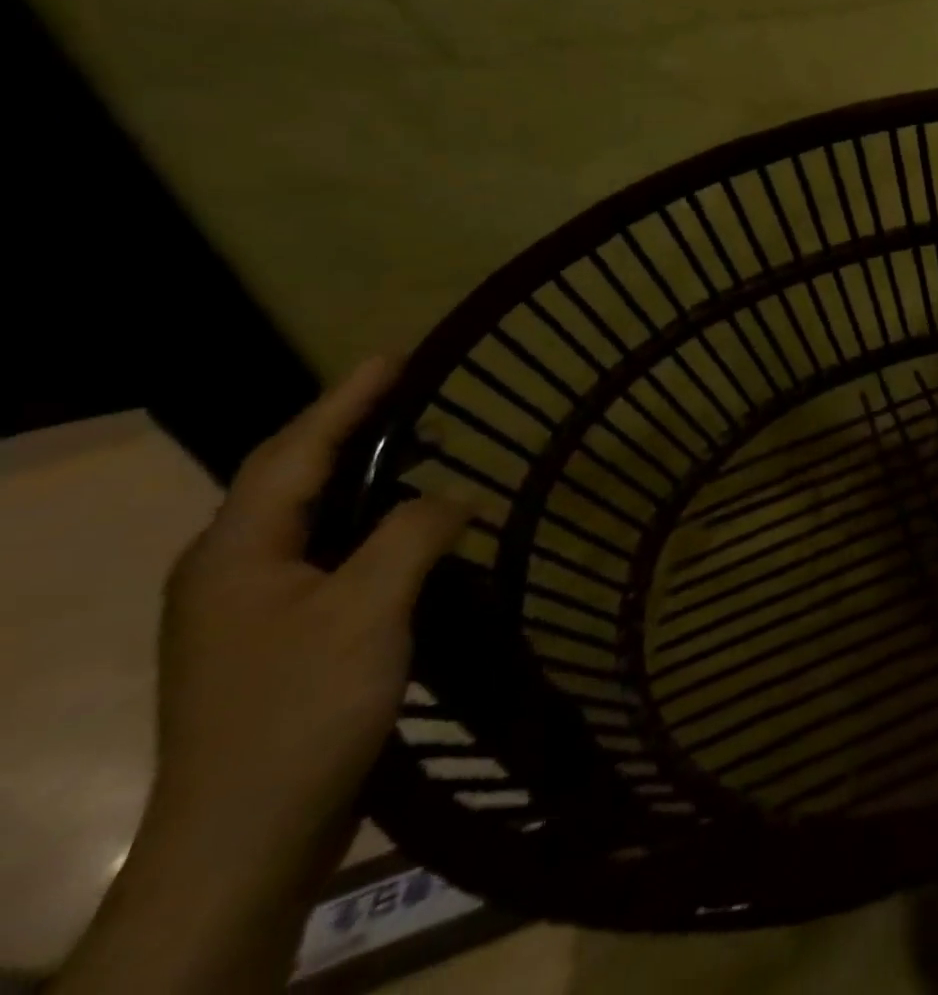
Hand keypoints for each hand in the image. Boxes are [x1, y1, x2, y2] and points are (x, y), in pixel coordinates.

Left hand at [151, 357, 466, 883]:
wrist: (245, 840)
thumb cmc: (303, 709)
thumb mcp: (369, 610)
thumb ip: (413, 535)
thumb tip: (450, 497)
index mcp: (237, 552)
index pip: (296, 451)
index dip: (347, 398)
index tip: (395, 355)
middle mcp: (229, 571)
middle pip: (289, 478)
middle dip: (344, 427)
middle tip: (404, 392)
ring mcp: (247, 610)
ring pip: (308, 519)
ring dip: (356, 476)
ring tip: (411, 448)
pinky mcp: (275, 640)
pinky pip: (324, 556)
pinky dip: (365, 525)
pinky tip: (402, 532)